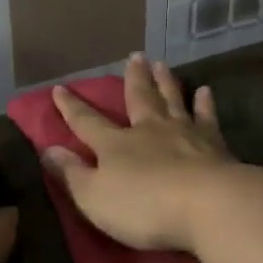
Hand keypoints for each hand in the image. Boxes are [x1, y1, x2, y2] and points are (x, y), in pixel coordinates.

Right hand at [42, 54, 237, 254]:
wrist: (209, 205)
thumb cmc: (145, 206)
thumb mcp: (95, 197)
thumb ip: (71, 174)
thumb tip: (48, 149)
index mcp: (116, 145)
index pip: (87, 122)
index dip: (72, 107)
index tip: (60, 88)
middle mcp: (149, 130)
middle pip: (139, 98)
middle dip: (133, 79)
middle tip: (134, 56)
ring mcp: (185, 134)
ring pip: (172, 100)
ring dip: (166, 82)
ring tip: (162, 64)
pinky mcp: (215, 145)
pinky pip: (207, 118)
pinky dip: (205, 104)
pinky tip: (205, 92)